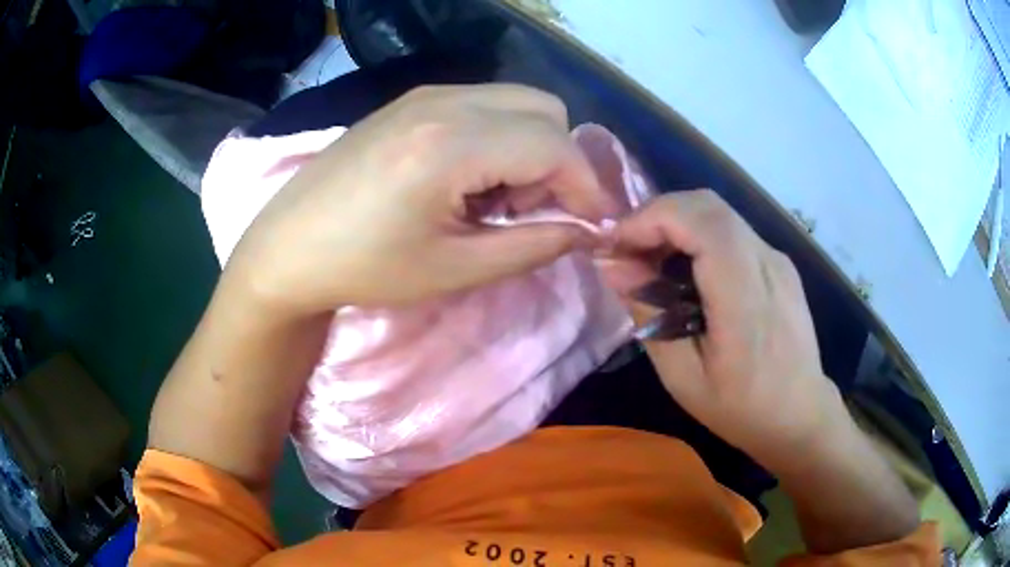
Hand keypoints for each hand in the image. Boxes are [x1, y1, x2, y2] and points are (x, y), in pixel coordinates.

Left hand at [226, 85, 614, 314]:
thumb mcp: (457, 268)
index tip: (593, 225)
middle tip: (532, 211)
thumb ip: (534, 245)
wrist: (288, 247)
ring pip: (516, 101)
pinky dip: (498, 135)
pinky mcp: (410, 100)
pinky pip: (482, 103)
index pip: (555, 146)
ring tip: (496, 197)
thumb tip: (586, 231)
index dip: (587, 187)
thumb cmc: (365, 268)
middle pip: (545, 110)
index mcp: (451, 144)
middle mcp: (443, 102)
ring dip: (530, 146)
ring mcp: (424, 94)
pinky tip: (466, 177)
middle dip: (559, 161)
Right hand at [601, 190, 845, 457]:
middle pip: (707, 205)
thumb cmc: (742, 408)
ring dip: (676, 223)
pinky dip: (697, 235)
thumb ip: (648, 317)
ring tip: (651, 260)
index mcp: (745, 297)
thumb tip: (614, 267)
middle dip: (657, 215)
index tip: (615, 244)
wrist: (800, 414)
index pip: (700, 221)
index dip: (650, 218)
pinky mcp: (779, 263)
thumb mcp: (683, 378)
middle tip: (628, 250)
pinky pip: (732, 231)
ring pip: (718, 212)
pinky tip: (686, 271)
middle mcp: (767, 263)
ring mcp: (777, 258)